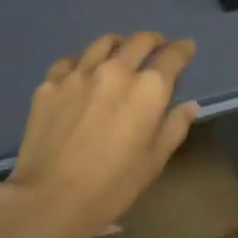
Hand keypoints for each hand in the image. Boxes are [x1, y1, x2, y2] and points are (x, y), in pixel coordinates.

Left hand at [3, 31, 198, 237]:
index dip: (182, 49)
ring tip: (121, 52)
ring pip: (103, 43)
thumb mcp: (154, 161)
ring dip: (119, 44)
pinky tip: (82, 72)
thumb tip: (188, 104)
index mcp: (147, 90)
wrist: (51, 197)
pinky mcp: (49, 83)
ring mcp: (79, 74)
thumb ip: (174, 127)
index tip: (186, 48)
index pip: (172, 56)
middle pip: (139, 41)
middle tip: (157, 46)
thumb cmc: (112, 185)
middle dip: (153, 40)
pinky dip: (83, 61)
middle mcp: (115, 71)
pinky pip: (71, 61)